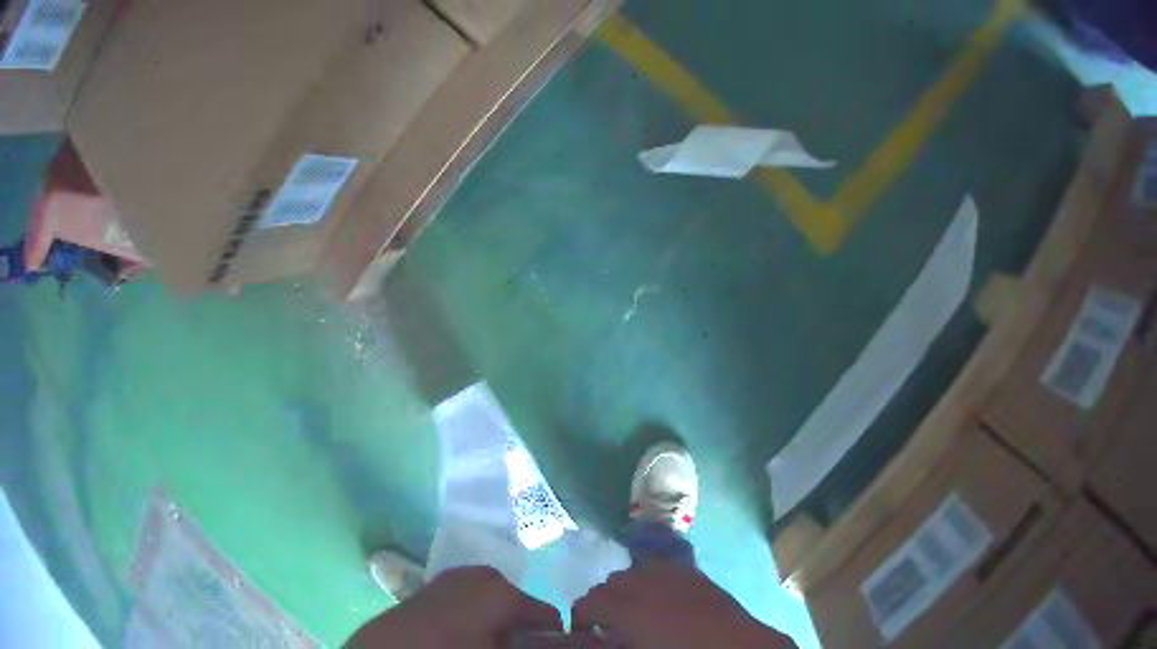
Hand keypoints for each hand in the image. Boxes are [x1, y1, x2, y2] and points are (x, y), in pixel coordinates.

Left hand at [347, 566, 562, 647]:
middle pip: (520, 610)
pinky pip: (469, 607)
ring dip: (496, 630)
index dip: (547, 641)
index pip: (549, 618)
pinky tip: (456, 642)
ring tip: (477, 646)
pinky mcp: (432, 589)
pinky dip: (473, 625)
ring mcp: (452, 579)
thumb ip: (534, 646)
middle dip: (519, 634)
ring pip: (494, 608)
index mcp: (500, 589)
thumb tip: (562, 642)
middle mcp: (479, 575)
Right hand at [572, 563, 794, 648]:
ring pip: (634, 571)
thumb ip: (609, 644)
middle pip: (609, 583)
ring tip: (633, 610)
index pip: (588, 603)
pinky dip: (652, 578)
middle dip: (602, 603)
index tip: (587, 634)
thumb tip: (593, 638)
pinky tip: (659, 596)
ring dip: (626, 588)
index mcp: (628, 610)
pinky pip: (662, 567)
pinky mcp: (694, 574)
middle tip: (609, 626)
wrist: (736, 647)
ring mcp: (672, 575)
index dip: (581, 619)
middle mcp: (645, 584)